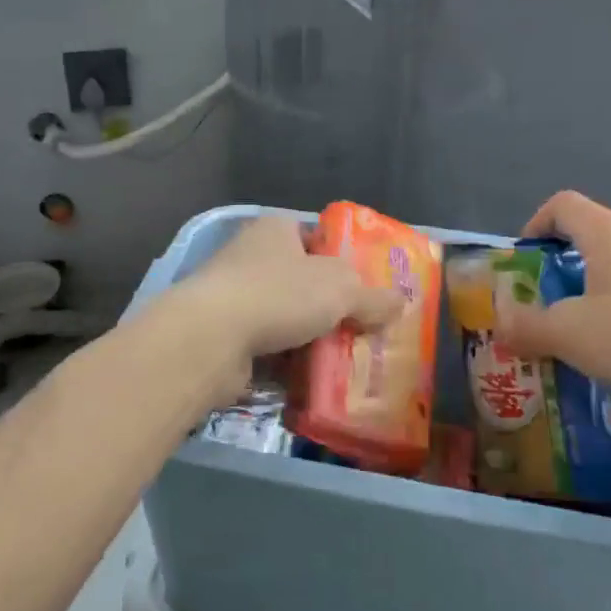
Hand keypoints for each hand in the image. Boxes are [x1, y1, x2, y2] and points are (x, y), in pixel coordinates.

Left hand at [174, 215, 404, 360]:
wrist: (210, 338)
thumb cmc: (278, 294)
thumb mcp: (341, 289)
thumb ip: (373, 296)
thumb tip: (400, 302)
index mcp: (275, 230)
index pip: (316, 239)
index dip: (343, 261)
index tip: (366, 290)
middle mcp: (251, 256)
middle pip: (302, 281)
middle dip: (330, 307)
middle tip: (362, 330)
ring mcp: (233, 296)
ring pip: (285, 317)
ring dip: (308, 338)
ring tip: (343, 361)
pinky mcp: (223, 334)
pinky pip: (266, 346)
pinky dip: (286, 362)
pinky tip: (311, 380)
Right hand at [495, 191, 610, 415]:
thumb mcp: (571, 336)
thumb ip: (527, 326)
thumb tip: (500, 321)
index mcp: (609, 233)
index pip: (562, 204)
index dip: (535, 225)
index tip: (524, 263)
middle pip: (592, 238)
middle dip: (561, 269)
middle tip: (547, 309)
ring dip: (596, 295)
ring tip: (587, 340)